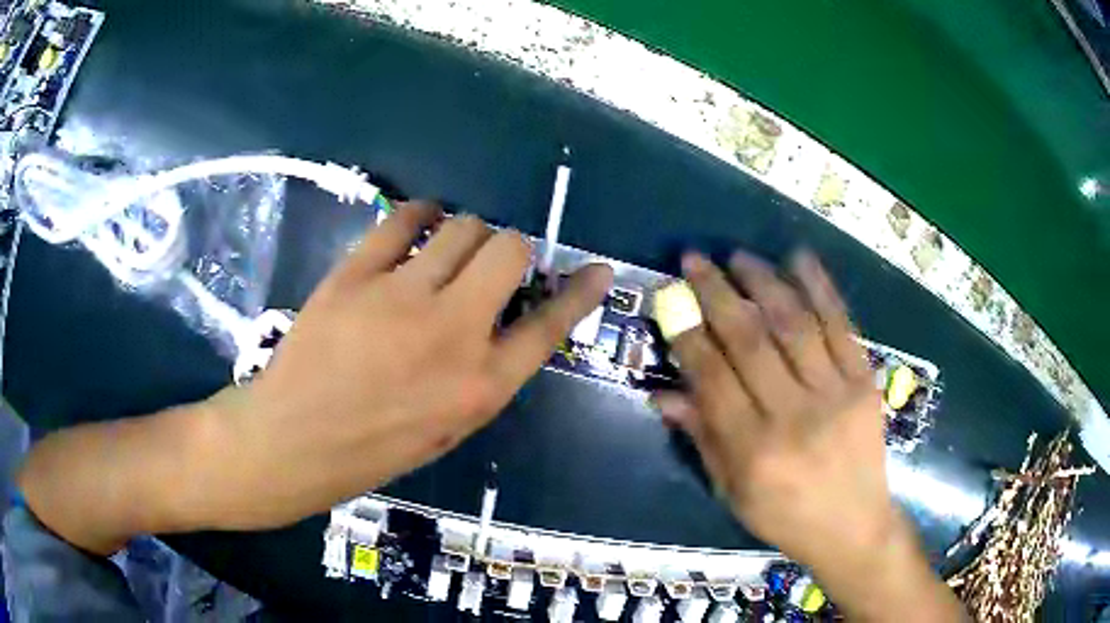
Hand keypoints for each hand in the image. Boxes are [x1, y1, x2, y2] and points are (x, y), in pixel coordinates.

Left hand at [191, 203, 612, 530]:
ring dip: (465, 233)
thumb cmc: (373, 448)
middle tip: (487, 265)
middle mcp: (453, 332)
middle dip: (509, 250)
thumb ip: (484, 372)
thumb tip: (507, 320)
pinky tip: (414, 227)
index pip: (550, 325)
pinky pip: (404, 219)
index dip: (580, 293)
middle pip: (509, 250)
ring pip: (462, 226)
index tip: (597, 270)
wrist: (293, 440)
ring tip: (446, 250)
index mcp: (481, 385)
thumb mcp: (448, 427)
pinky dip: (419, 215)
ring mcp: (402, 296)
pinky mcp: (357, 274)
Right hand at [653, 250, 964, 620]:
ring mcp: (836, 394)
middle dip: (717, 293)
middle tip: (695, 259)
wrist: (854, 526)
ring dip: (764, 281)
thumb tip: (662, 393)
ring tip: (739, 256)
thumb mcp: (732, 492)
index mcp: (753, 451)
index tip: (670, 298)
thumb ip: (701, 438)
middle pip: (750, 340)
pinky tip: (799, 258)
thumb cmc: (785, 516)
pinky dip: (820, 286)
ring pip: (795, 323)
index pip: (712, 377)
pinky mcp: (865, 381)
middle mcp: (793, 416)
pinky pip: (841, 325)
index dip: (687, 333)